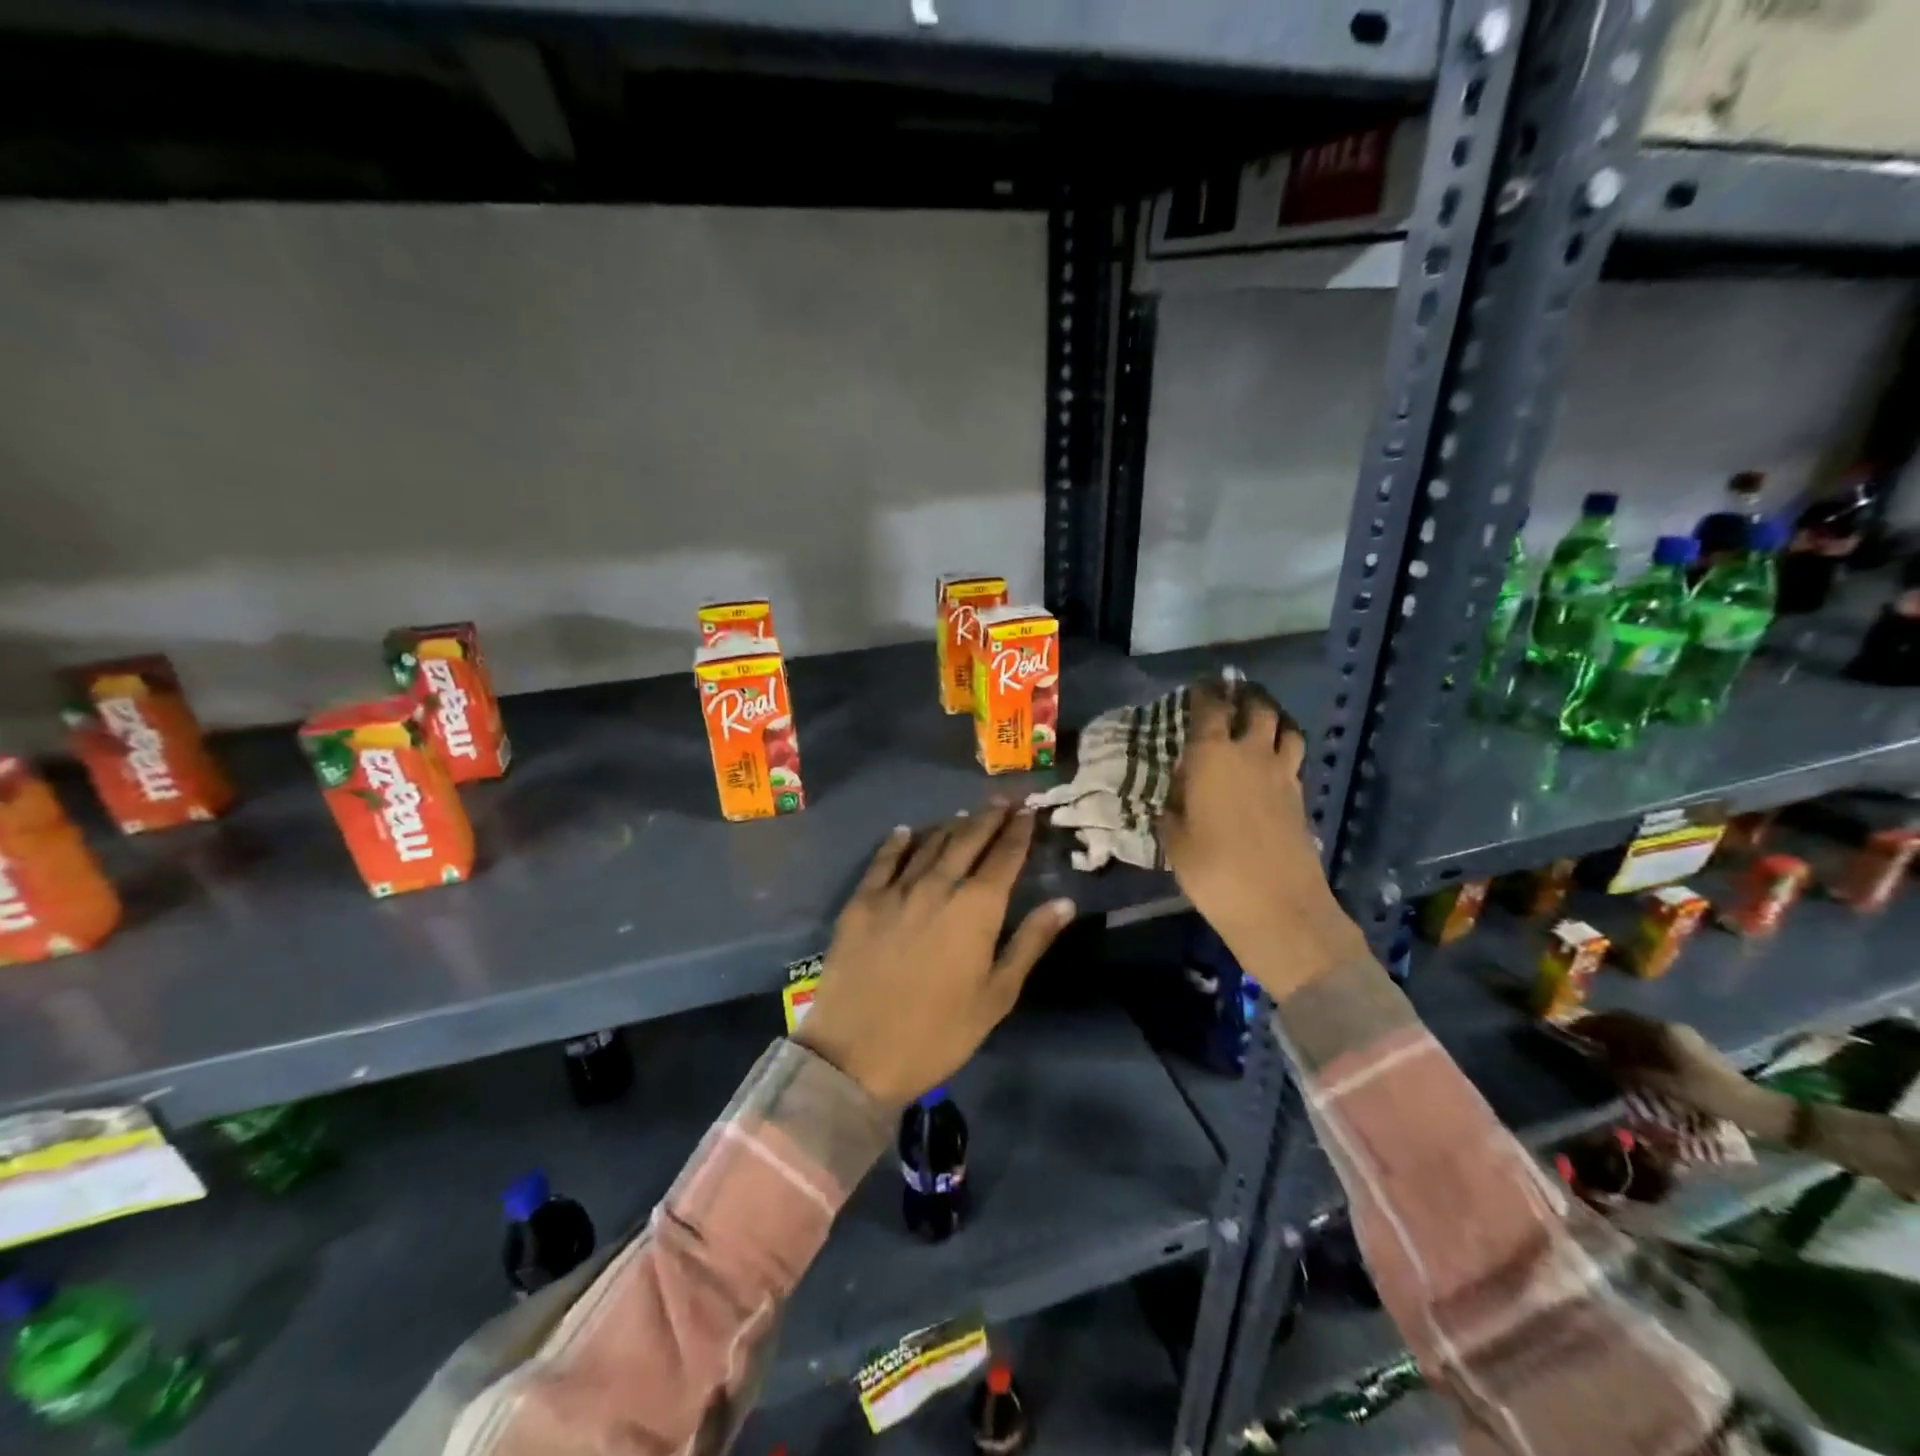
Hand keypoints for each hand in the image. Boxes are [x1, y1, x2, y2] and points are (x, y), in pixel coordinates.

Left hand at [794, 803, 1074, 1107]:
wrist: (857, 1054)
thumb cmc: (939, 1033)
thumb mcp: (996, 995)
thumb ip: (1030, 942)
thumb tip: (1064, 902)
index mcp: (977, 908)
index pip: (1004, 856)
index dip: (1019, 831)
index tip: (1030, 811)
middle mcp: (938, 885)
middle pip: (968, 839)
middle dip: (989, 816)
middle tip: (1003, 799)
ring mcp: (896, 890)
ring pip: (929, 844)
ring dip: (951, 826)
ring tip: (965, 814)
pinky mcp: (861, 901)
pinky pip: (883, 860)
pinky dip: (899, 842)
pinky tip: (906, 831)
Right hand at [1161, 677, 1368, 1000]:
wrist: (1278, 907)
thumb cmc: (1212, 870)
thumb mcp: (1174, 839)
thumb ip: (1174, 806)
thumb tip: (1178, 789)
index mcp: (1214, 757)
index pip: (1210, 709)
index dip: (1204, 693)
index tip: (1198, 687)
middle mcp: (1252, 755)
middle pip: (1257, 709)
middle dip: (1244, 697)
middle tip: (1233, 694)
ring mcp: (1283, 775)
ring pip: (1286, 729)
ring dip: (1272, 720)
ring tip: (1259, 722)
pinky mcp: (1300, 798)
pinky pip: (1293, 760)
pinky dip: (1282, 751)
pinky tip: (1270, 765)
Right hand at [1572, 1012, 1769, 1126]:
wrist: (1754, 1107)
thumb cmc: (1705, 1093)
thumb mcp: (1660, 1083)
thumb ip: (1623, 1069)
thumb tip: (1592, 1060)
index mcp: (1659, 1030)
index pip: (1614, 1019)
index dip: (1589, 1023)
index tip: (1569, 1030)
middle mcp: (1667, 1026)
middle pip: (1624, 1021)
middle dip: (1601, 1028)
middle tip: (1580, 1039)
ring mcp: (1680, 1035)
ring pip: (1636, 1029)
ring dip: (1616, 1036)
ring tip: (1599, 1049)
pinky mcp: (1688, 1046)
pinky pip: (1649, 1038)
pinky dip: (1631, 1043)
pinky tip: (1626, 1057)